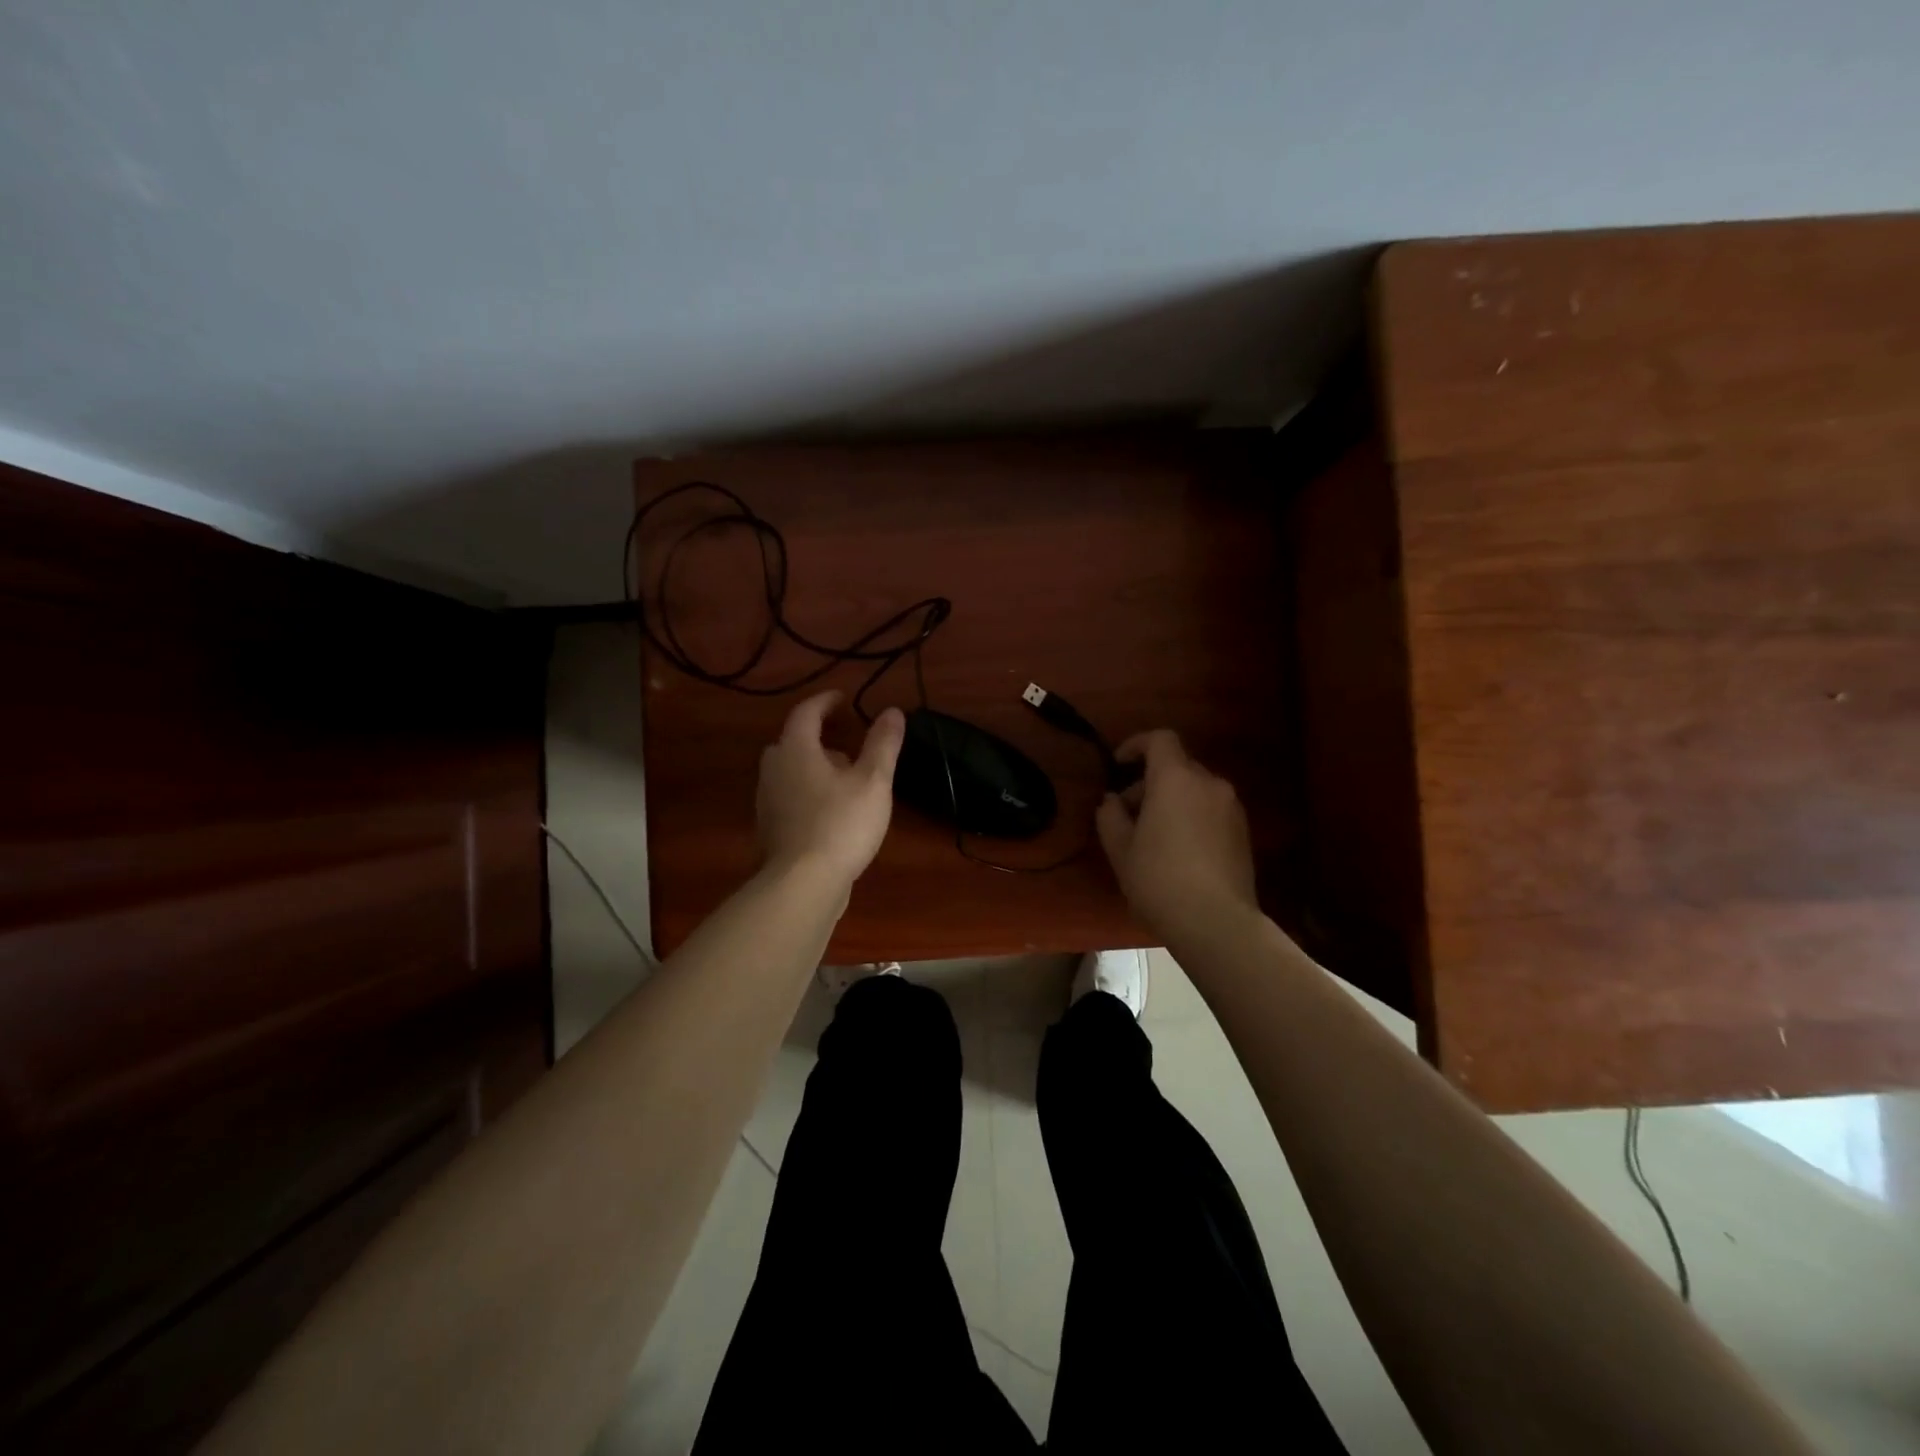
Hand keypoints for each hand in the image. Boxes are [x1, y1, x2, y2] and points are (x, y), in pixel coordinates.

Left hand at [756, 691, 904, 884]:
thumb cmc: (841, 824)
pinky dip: (808, 792)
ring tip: (845, 779)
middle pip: (793, 742)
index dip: (826, 702)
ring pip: (790, 771)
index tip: (844, 699)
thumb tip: (893, 711)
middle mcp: (774, 769)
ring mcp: (767, 801)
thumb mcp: (873, 781)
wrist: (803, 884)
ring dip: (814, 767)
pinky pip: (789, 797)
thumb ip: (883, 744)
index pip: (806, 713)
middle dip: (819, 737)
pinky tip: (832, 812)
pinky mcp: (771, 828)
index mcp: (796, 750)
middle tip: (847, 742)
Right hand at [1096, 730, 1257, 937]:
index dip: (1136, 744)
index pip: (1160, 739)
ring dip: (1172, 800)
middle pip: (1177, 765)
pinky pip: (1211, 810)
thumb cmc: (1159, 879)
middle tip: (1127, 813)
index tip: (1118, 764)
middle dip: (1149, 781)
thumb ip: (1110, 816)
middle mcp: (1209, 783)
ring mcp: (1231, 807)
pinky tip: (1178, 851)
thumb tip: (1112, 801)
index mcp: (1175, 779)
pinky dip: (1192, 816)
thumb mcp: (1120, 849)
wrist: (1217, 922)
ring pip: (1195, 789)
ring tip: (1152, 836)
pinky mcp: (1243, 832)